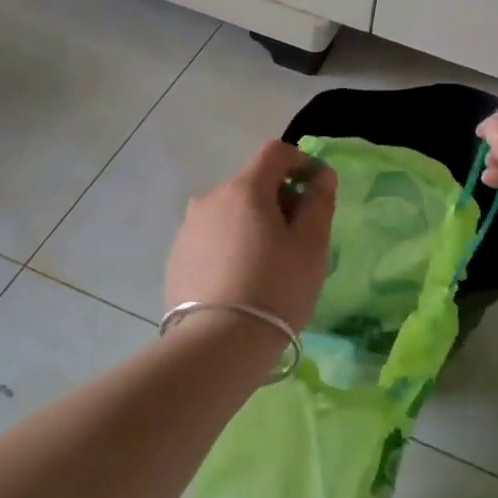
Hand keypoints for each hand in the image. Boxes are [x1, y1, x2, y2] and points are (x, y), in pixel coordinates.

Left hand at [164, 141, 337, 334]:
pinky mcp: (176, 257)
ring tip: (267, 264)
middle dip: (277, 198)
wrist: (218, 344)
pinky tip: (239, 280)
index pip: (275, 152)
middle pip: (251, 183)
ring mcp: (188, 228)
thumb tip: (321, 175)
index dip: (300, 161)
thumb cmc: (276, 288)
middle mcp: (210, 198)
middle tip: (297, 237)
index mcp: (245, 188)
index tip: (316, 189)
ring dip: (251, 223)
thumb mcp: (311, 245)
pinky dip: (230, 245)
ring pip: (229, 212)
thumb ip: (318, 202)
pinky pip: (211, 238)